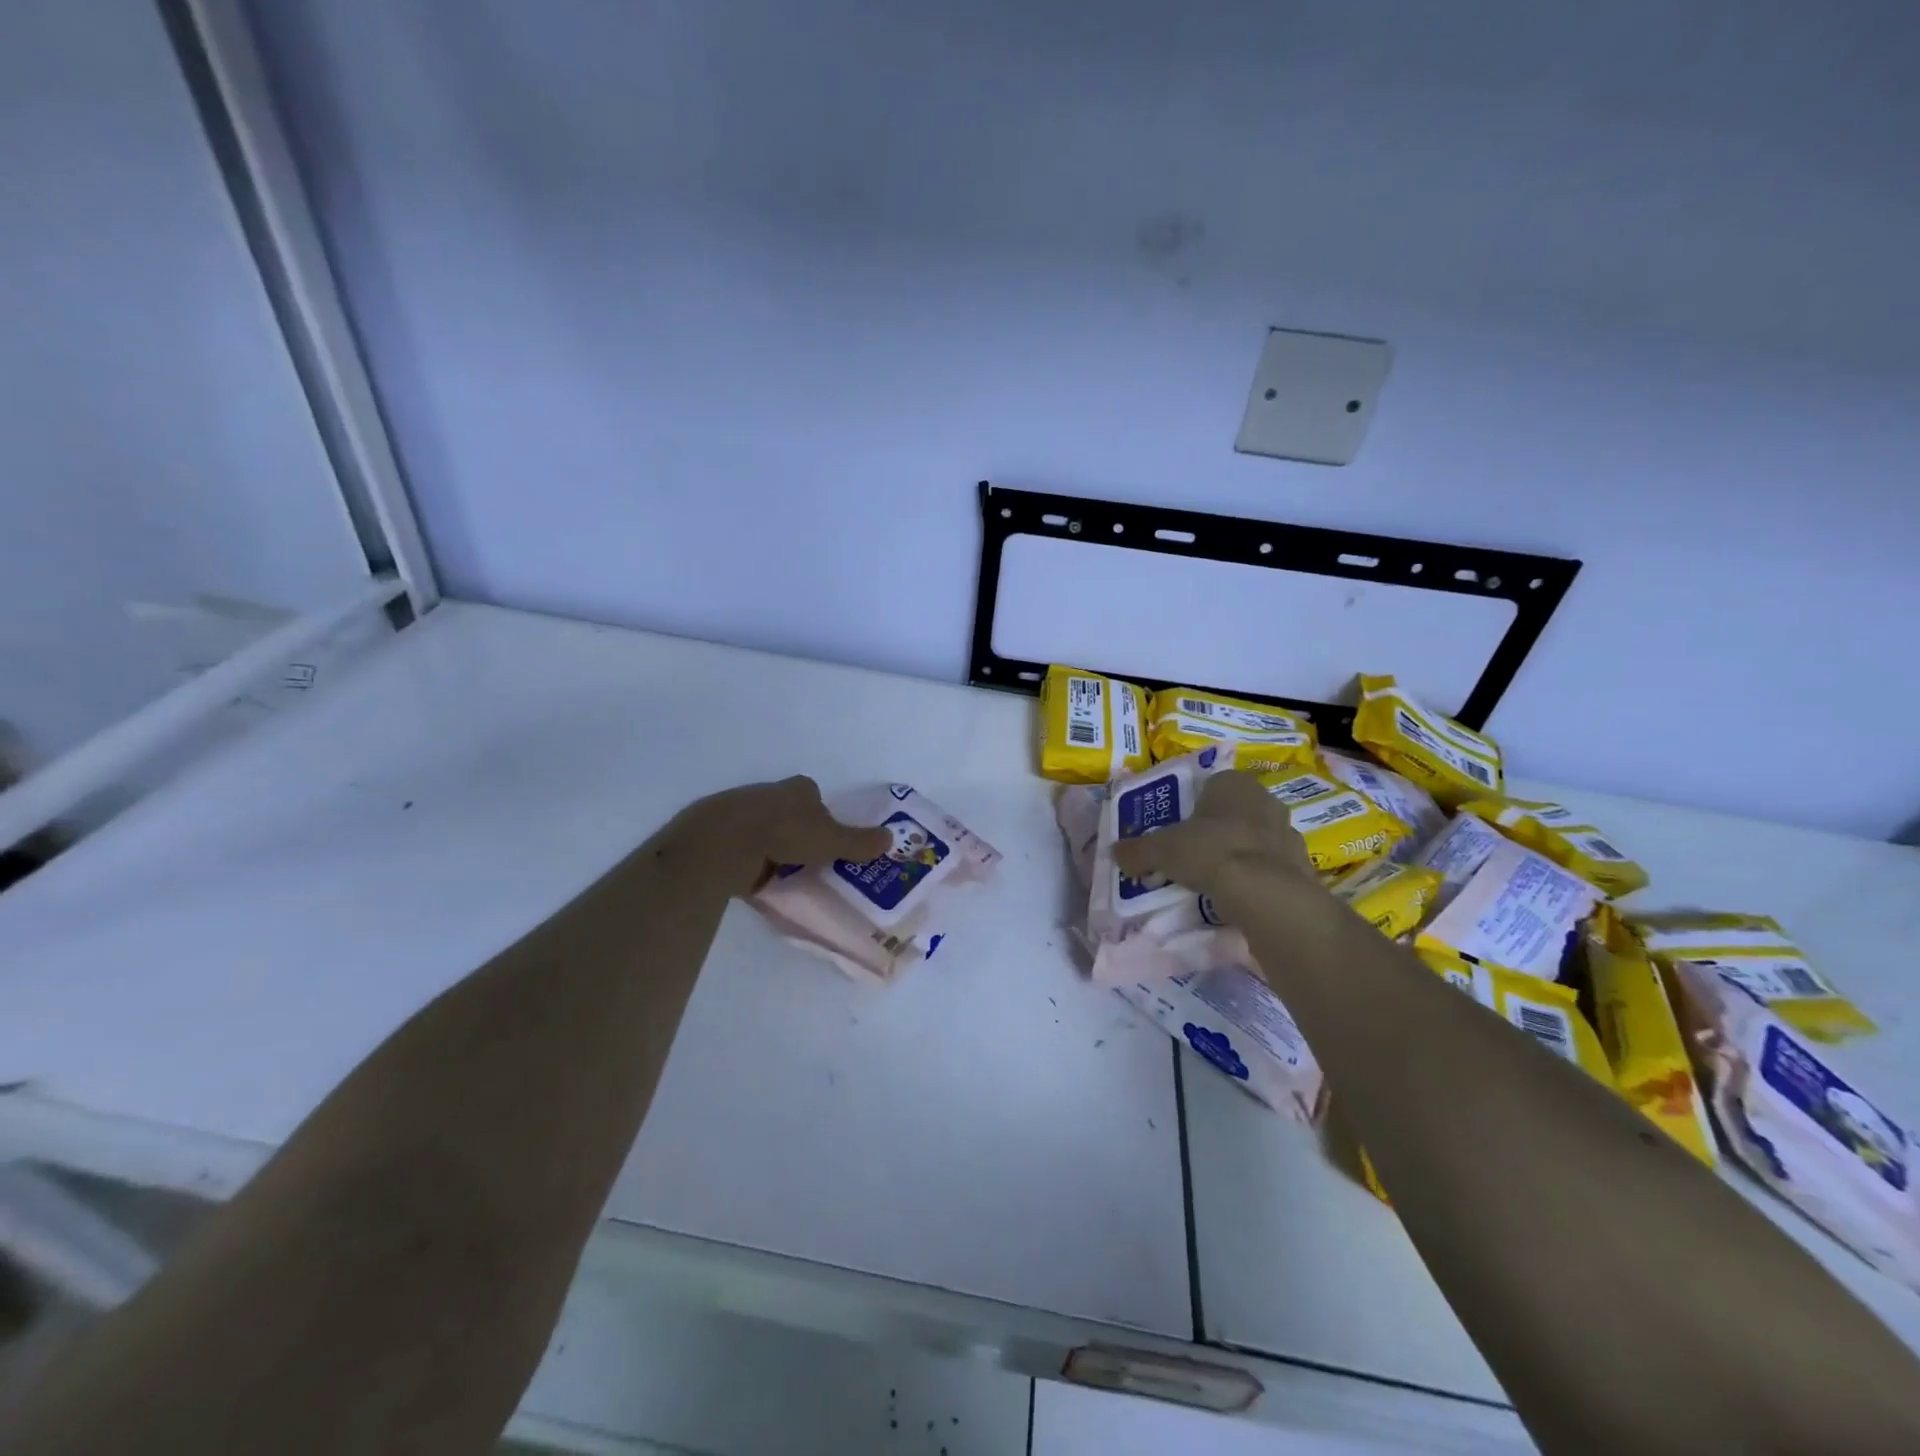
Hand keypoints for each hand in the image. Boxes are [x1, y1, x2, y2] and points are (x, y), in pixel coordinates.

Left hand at [665, 776, 893, 896]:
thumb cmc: (785, 832)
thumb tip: (891, 838)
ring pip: (766, 829)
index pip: (816, 798)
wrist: (724, 842)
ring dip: (774, 848)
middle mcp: (770, 793)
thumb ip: (859, 842)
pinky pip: (744, 847)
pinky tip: (757, 877)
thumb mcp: (831, 840)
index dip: (825, 818)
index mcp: (799, 788)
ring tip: (785, 873)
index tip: (829, 842)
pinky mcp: (720, 833)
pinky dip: (752, 860)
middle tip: (810, 860)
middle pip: (791, 813)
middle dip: (799, 833)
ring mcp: (742, 811)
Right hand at [1112, 770, 1314, 898]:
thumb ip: (1137, 851)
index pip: (1210, 786)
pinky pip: (1271, 867)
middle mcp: (1265, 799)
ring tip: (1214, 880)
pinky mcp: (1302, 864)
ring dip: (1238, 854)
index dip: (1191, 808)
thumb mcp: (1161, 851)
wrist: (1265, 892)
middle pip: (1233, 812)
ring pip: (1254, 839)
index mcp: (1233, 783)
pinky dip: (1256, 877)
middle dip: (1216, 830)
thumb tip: (1115, 854)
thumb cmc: (1210, 852)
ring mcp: (1289, 831)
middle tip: (1193, 855)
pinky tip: (1239, 896)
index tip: (1178, 831)